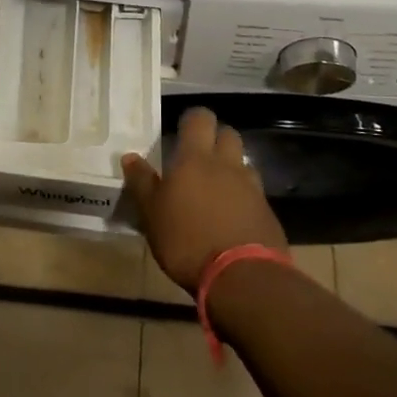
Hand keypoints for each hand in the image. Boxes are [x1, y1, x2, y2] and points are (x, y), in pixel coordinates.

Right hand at [123, 106, 285, 293]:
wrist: (242, 278)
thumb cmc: (186, 240)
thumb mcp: (152, 214)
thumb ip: (142, 183)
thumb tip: (129, 156)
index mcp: (195, 158)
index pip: (199, 118)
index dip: (192, 120)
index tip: (182, 130)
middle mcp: (227, 165)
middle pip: (228, 134)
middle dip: (216, 139)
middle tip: (199, 157)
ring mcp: (252, 187)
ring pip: (243, 162)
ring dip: (232, 167)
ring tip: (216, 188)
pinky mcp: (267, 212)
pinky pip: (254, 192)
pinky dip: (244, 196)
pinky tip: (232, 216)